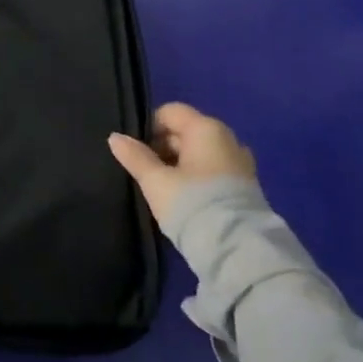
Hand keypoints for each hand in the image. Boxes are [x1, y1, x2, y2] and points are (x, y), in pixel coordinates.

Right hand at [108, 103, 255, 224]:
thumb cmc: (192, 204)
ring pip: (200, 153)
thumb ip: (134, 156)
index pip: (170, 112)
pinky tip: (185, 199)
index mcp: (206, 129)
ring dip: (180, 164)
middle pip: (186, 131)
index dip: (149, 127)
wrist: (238, 249)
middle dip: (163, 147)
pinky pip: (213, 170)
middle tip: (146, 172)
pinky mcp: (247, 186)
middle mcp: (228, 139)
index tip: (136, 151)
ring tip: (164, 188)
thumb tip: (115, 137)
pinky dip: (197, 177)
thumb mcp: (155, 181)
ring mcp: (241, 163)